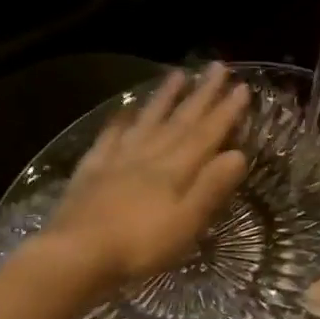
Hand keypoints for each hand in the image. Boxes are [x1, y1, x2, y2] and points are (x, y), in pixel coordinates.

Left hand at [37, 63, 250, 296]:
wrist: (77, 251)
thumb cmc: (139, 246)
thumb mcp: (185, 224)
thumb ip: (210, 188)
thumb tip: (237, 154)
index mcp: (174, 170)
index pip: (205, 135)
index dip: (225, 112)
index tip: (242, 87)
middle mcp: (148, 156)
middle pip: (179, 121)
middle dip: (201, 95)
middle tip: (217, 67)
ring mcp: (117, 159)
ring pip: (146, 121)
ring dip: (164, 98)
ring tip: (178, 74)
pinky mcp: (91, 169)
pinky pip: (109, 137)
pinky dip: (120, 121)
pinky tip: (125, 110)